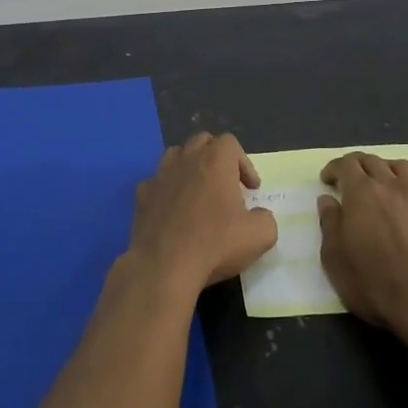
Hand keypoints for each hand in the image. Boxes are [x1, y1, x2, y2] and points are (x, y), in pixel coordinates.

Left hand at [129, 132, 278, 293]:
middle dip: (216, 157)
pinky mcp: (141, 196)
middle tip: (226, 184)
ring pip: (176, 155)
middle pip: (202, 141)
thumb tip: (259, 216)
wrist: (164, 266)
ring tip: (198, 191)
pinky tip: (173, 210)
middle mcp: (186, 160)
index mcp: (215, 160)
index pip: (230, 143)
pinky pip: (156, 182)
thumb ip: (265, 219)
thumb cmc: (215, 244)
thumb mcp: (259, 236)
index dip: (244, 163)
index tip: (251, 190)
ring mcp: (160, 175)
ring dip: (189, 167)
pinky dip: (167, 189)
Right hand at [319, 153, 407, 334]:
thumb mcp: (334, 257)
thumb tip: (328, 200)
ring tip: (382, 183)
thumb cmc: (372, 281)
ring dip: (388, 169)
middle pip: (373, 161)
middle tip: (349, 179)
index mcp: (362, 192)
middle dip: (358, 165)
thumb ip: (329, 223)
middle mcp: (392, 186)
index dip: (334, 168)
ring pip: (404, 167)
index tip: (327, 180)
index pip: (346, 164)